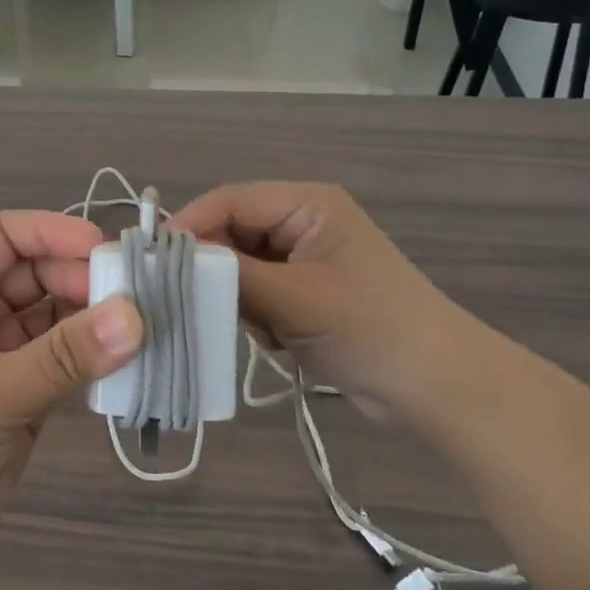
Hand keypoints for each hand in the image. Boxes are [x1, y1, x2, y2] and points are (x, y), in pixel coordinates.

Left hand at [0, 211, 142, 576]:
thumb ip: (65, 354)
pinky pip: (65, 360)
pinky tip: (132, 362)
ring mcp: (0, 356)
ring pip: (57, 317)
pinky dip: (95, 358)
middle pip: (39, 273)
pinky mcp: (22, 395)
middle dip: (85, 278)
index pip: (7, 235)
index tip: (107, 249)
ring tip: (150, 325)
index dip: (55, 231)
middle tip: (141, 296)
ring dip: (97, 318)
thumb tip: (137, 314)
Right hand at [170, 182, 475, 416]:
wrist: (436, 388)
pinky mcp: (303, 293)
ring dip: (236, 298)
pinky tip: (276, 339)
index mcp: (306, 205)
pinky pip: (255, 292)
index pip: (229, 201)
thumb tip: (170, 258)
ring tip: (257, 328)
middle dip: (213, 269)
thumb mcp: (294, 298)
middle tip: (192, 303)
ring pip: (238, 267)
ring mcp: (302, 260)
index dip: (189, 226)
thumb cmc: (369, 329)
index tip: (153, 261)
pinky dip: (253, 315)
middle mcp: (301, 223)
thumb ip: (229, 274)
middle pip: (230, 233)